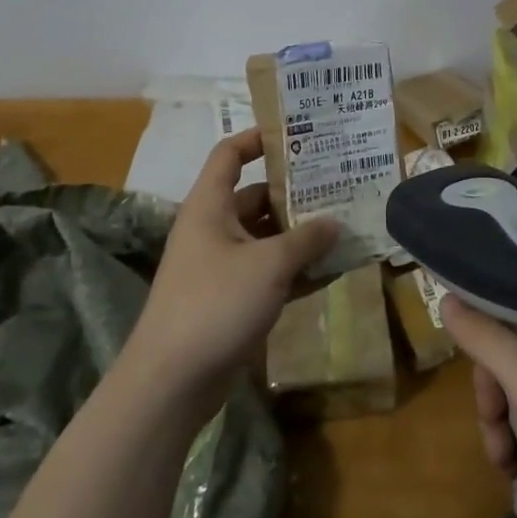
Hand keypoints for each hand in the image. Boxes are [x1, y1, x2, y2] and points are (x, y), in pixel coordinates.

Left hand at [122, 130, 338, 416]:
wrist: (172, 382)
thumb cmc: (215, 304)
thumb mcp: (269, 264)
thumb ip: (306, 239)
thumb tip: (335, 222)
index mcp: (209, 206)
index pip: (229, 155)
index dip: (257, 139)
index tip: (295, 135)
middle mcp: (213, 229)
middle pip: (255, 197)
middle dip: (294, 193)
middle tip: (337, 185)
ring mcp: (221, 266)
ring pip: (265, 237)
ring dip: (300, 234)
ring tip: (344, 225)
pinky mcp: (231, 299)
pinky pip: (268, 272)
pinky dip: (295, 269)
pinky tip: (332, 270)